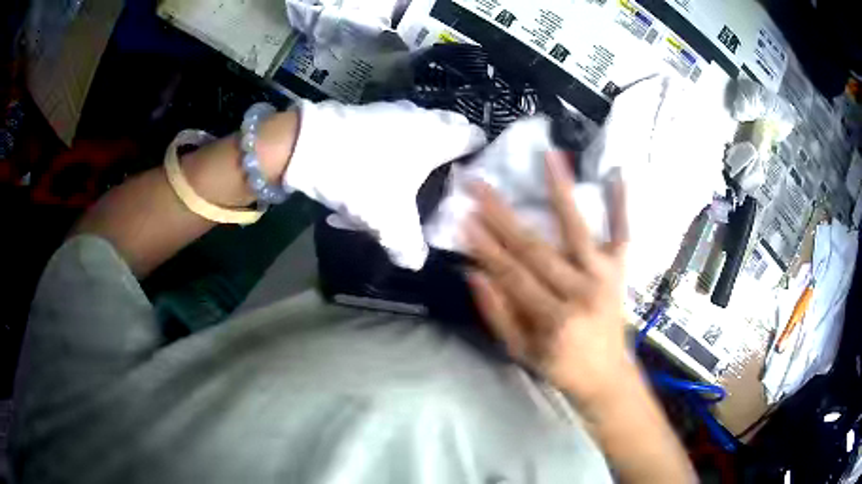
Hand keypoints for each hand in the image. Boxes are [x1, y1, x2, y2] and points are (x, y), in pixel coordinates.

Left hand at [283, 100, 486, 269]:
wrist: (307, 146)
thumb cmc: (360, 177)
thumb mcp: (387, 220)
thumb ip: (408, 246)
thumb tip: (416, 262)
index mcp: (438, 137)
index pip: (475, 137)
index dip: (478, 157)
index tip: (470, 179)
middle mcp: (423, 117)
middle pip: (451, 129)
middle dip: (450, 153)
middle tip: (441, 181)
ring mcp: (395, 110)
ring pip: (422, 127)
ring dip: (422, 147)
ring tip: (411, 176)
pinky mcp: (372, 111)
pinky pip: (398, 126)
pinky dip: (399, 142)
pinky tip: (382, 164)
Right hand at [465, 151, 630, 403]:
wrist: (608, 376)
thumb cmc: (561, 368)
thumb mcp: (520, 352)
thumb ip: (497, 314)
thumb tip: (473, 272)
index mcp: (554, 319)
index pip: (512, 274)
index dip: (485, 247)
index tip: (463, 218)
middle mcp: (581, 291)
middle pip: (535, 248)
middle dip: (502, 215)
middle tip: (479, 185)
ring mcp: (604, 277)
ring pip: (578, 229)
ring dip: (561, 190)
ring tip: (550, 156)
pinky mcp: (620, 270)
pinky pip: (622, 233)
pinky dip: (620, 205)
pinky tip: (616, 175)